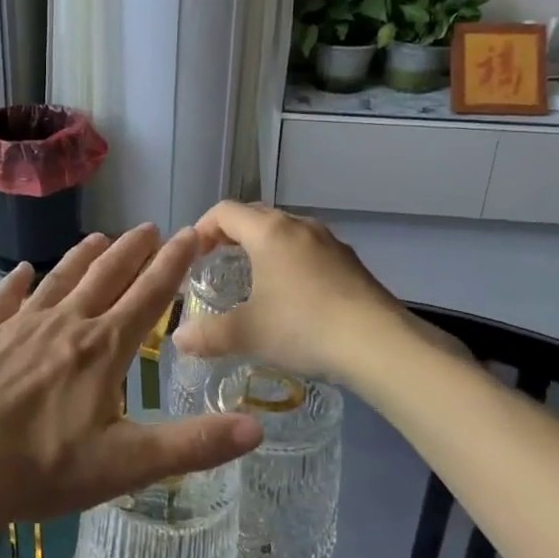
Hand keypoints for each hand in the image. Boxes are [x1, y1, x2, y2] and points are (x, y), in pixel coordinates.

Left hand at [0, 226, 264, 549]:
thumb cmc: (42, 468)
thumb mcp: (127, 465)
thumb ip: (193, 446)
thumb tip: (258, 428)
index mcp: (103, 348)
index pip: (149, 295)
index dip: (173, 263)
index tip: (191, 233)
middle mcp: (65, 324)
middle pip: (106, 276)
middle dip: (132, 251)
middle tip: (150, 226)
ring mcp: (20, 327)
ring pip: (59, 280)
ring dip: (83, 257)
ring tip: (100, 237)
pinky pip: (4, 300)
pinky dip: (16, 282)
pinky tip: (22, 271)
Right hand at [175, 202, 449, 383]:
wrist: (379, 344)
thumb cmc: (304, 327)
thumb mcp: (248, 333)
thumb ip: (208, 335)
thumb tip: (179, 340)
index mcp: (269, 232)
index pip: (225, 212)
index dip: (202, 228)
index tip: (192, 255)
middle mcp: (299, 226)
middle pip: (256, 216)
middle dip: (231, 235)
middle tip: (216, 263)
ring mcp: (330, 242)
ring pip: (285, 231)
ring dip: (263, 247)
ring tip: (253, 278)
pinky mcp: (350, 262)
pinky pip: (309, 249)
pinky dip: (290, 261)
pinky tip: (292, 296)